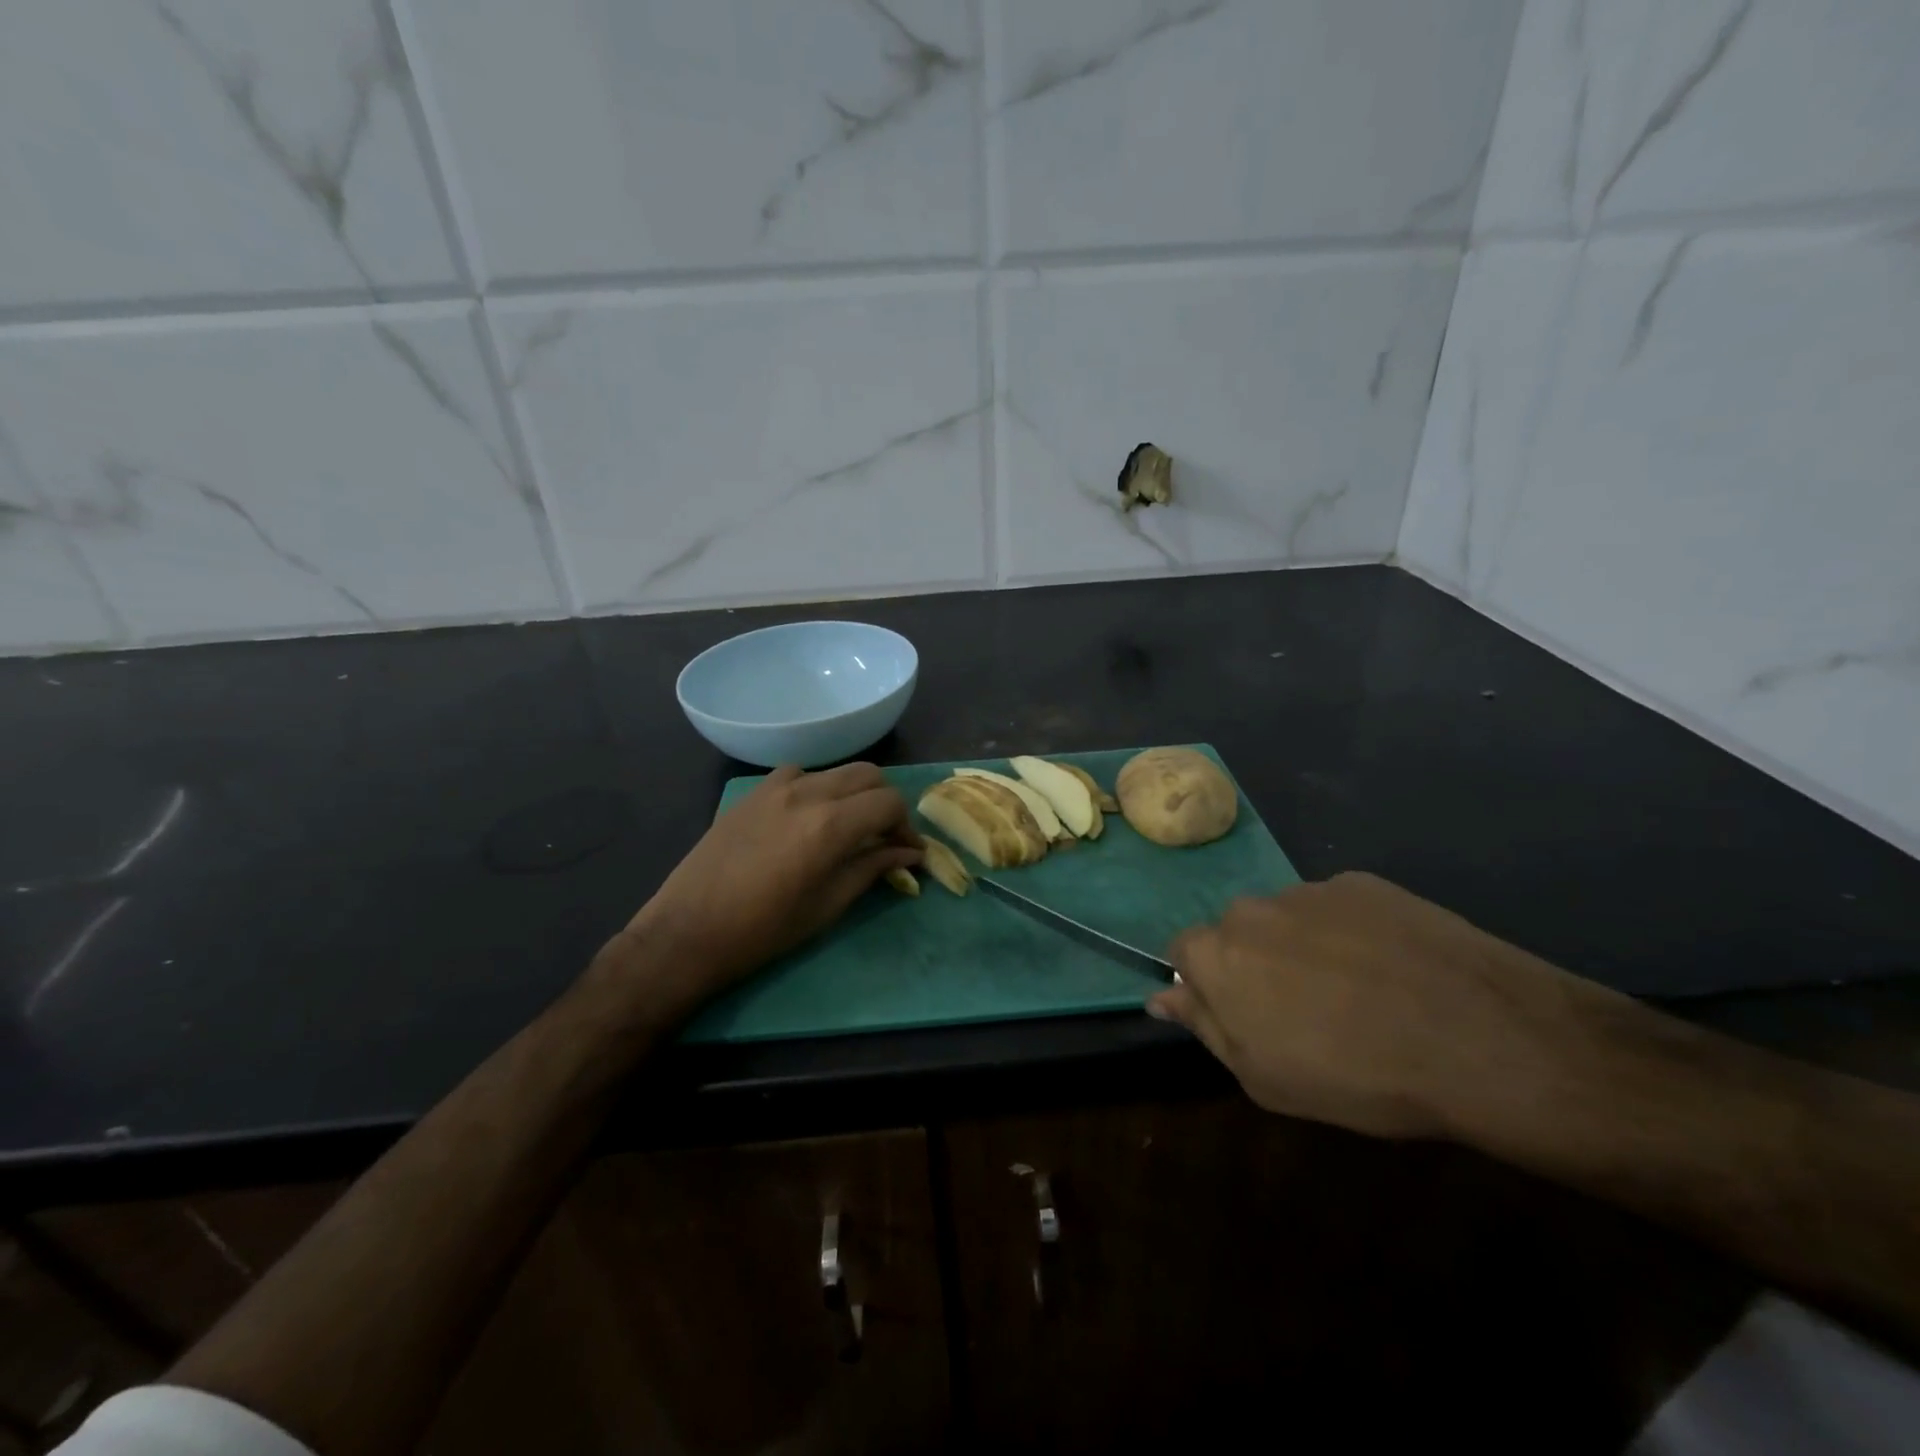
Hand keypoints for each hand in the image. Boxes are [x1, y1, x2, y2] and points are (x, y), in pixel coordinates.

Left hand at [607, 763, 920, 1016]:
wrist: (688, 932)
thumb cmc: (764, 931)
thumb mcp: (828, 905)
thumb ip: (873, 868)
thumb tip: (910, 853)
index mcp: (830, 825)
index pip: (889, 803)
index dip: (906, 825)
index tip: (907, 851)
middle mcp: (807, 793)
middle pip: (868, 775)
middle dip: (885, 802)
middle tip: (883, 836)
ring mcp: (775, 787)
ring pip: (835, 770)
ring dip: (853, 792)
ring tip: (847, 826)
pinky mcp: (752, 792)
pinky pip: (799, 774)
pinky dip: (817, 788)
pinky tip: (807, 816)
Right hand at [1149, 873, 1583, 1139]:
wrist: (1478, 1038)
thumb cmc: (1356, 1075)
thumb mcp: (1263, 1077)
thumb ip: (1205, 1027)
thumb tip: (1162, 996)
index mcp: (1217, 953)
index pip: (1183, 952)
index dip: (1209, 985)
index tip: (1245, 1015)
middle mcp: (1251, 908)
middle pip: (1236, 931)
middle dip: (1255, 962)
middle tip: (1304, 1009)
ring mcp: (1308, 890)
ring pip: (1287, 918)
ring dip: (1302, 946)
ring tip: (1360, 991)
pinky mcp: (1362, 882)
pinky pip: (1337, 908)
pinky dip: (1350, 932)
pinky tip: (1393, 968)